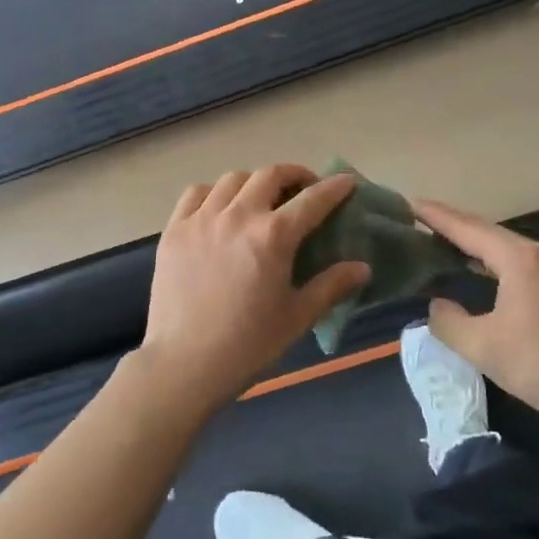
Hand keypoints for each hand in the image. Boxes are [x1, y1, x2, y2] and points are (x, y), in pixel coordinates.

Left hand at [140, 166, 369, 414]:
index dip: (333, 188)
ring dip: (255, 181)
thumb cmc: (248, 344)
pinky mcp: (175, 228)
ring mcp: (202, 218)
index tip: (346, 182)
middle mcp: (239, 215)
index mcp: (273, 236)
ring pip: (233, 179)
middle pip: (270, 175)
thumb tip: (362, 267)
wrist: (184, 363)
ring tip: (262, 197)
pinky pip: (197, 193)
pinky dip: (215, 191)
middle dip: (293, 174)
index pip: (312, 200)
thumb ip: (331, 286)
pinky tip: (221, 207)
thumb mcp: (297, 317)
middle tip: (304, 188)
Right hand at [415, 198, 538, 444]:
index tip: (410, 203)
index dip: (437, 216)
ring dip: (473, 241)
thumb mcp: (482, 347)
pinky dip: (491, 257)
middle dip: (453, 224)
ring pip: (504, 245)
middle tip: (420, 218)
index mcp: (519, 258)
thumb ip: (448, 322)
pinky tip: (478, 267)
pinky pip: (517, 259)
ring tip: (441, 240)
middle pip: (487, 231)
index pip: (468, 229)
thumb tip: (437, 305)